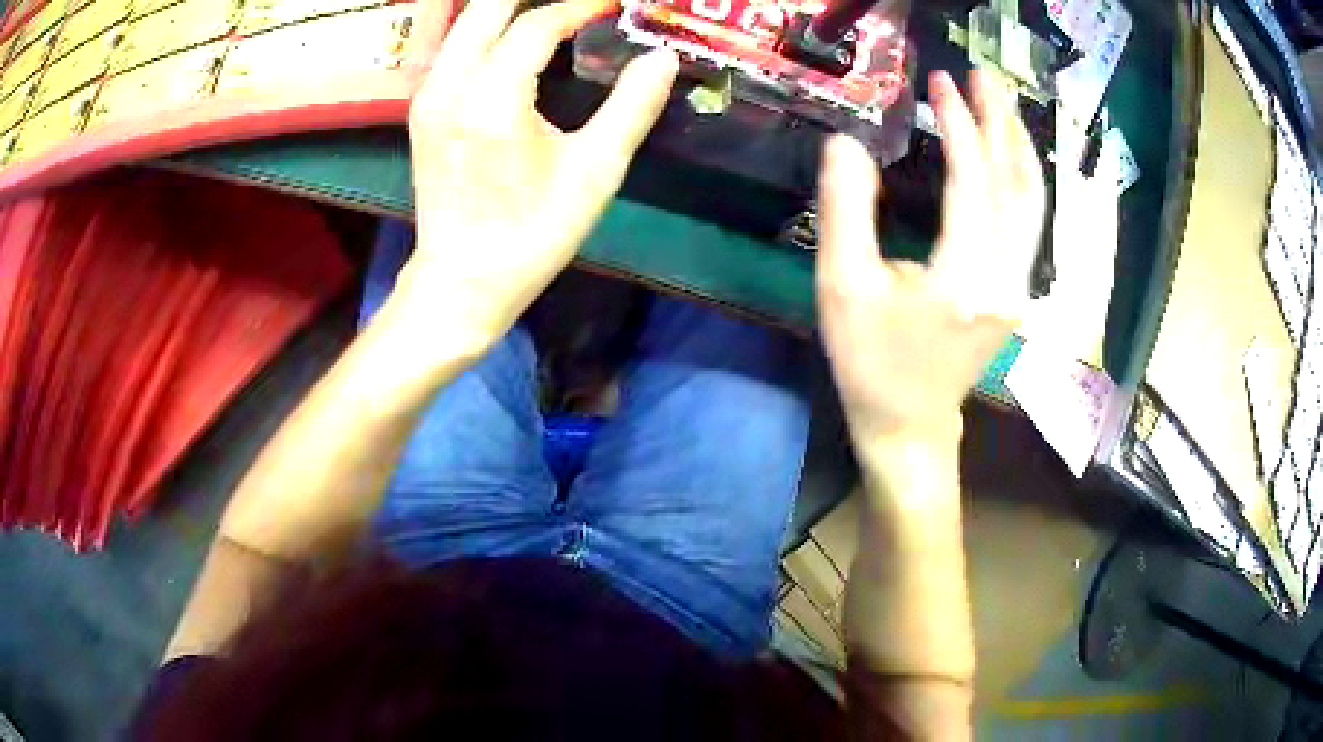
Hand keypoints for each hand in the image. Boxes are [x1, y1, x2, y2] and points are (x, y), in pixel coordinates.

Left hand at [397, 0, 677, 346]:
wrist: (463, 280)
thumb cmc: (533, 233)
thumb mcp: (595, 172)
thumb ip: (633, 106)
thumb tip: (663, 57)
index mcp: (493, 97)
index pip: (538, 23)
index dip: (580, 6)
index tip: (613, 5)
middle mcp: (450, 84)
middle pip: (487, 7)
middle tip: (578, 6)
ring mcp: (429, 96)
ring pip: (466, 23)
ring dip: (508, 10)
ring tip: (554, 17)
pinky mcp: (422, 109)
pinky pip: (455, 47)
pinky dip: (488, 31)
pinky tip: (517, 40)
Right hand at [816, 70, 1045, 444]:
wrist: (910, 424)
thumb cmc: (870, 362)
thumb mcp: (842, 287)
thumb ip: (845, 210)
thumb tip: (846, 142)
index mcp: (963, 278)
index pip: (972, 181)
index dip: (959, 125)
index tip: (939, 82)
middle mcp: (1005, 278)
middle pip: (1017, 185)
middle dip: (1002, 123)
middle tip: (983, 75)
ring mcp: (1019, 286)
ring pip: (1032, 203)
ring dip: (1018, 146)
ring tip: (999, 103)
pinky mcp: (1017, 290)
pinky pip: (1028, 222)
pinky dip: (1021, 177)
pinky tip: (1008, 153)